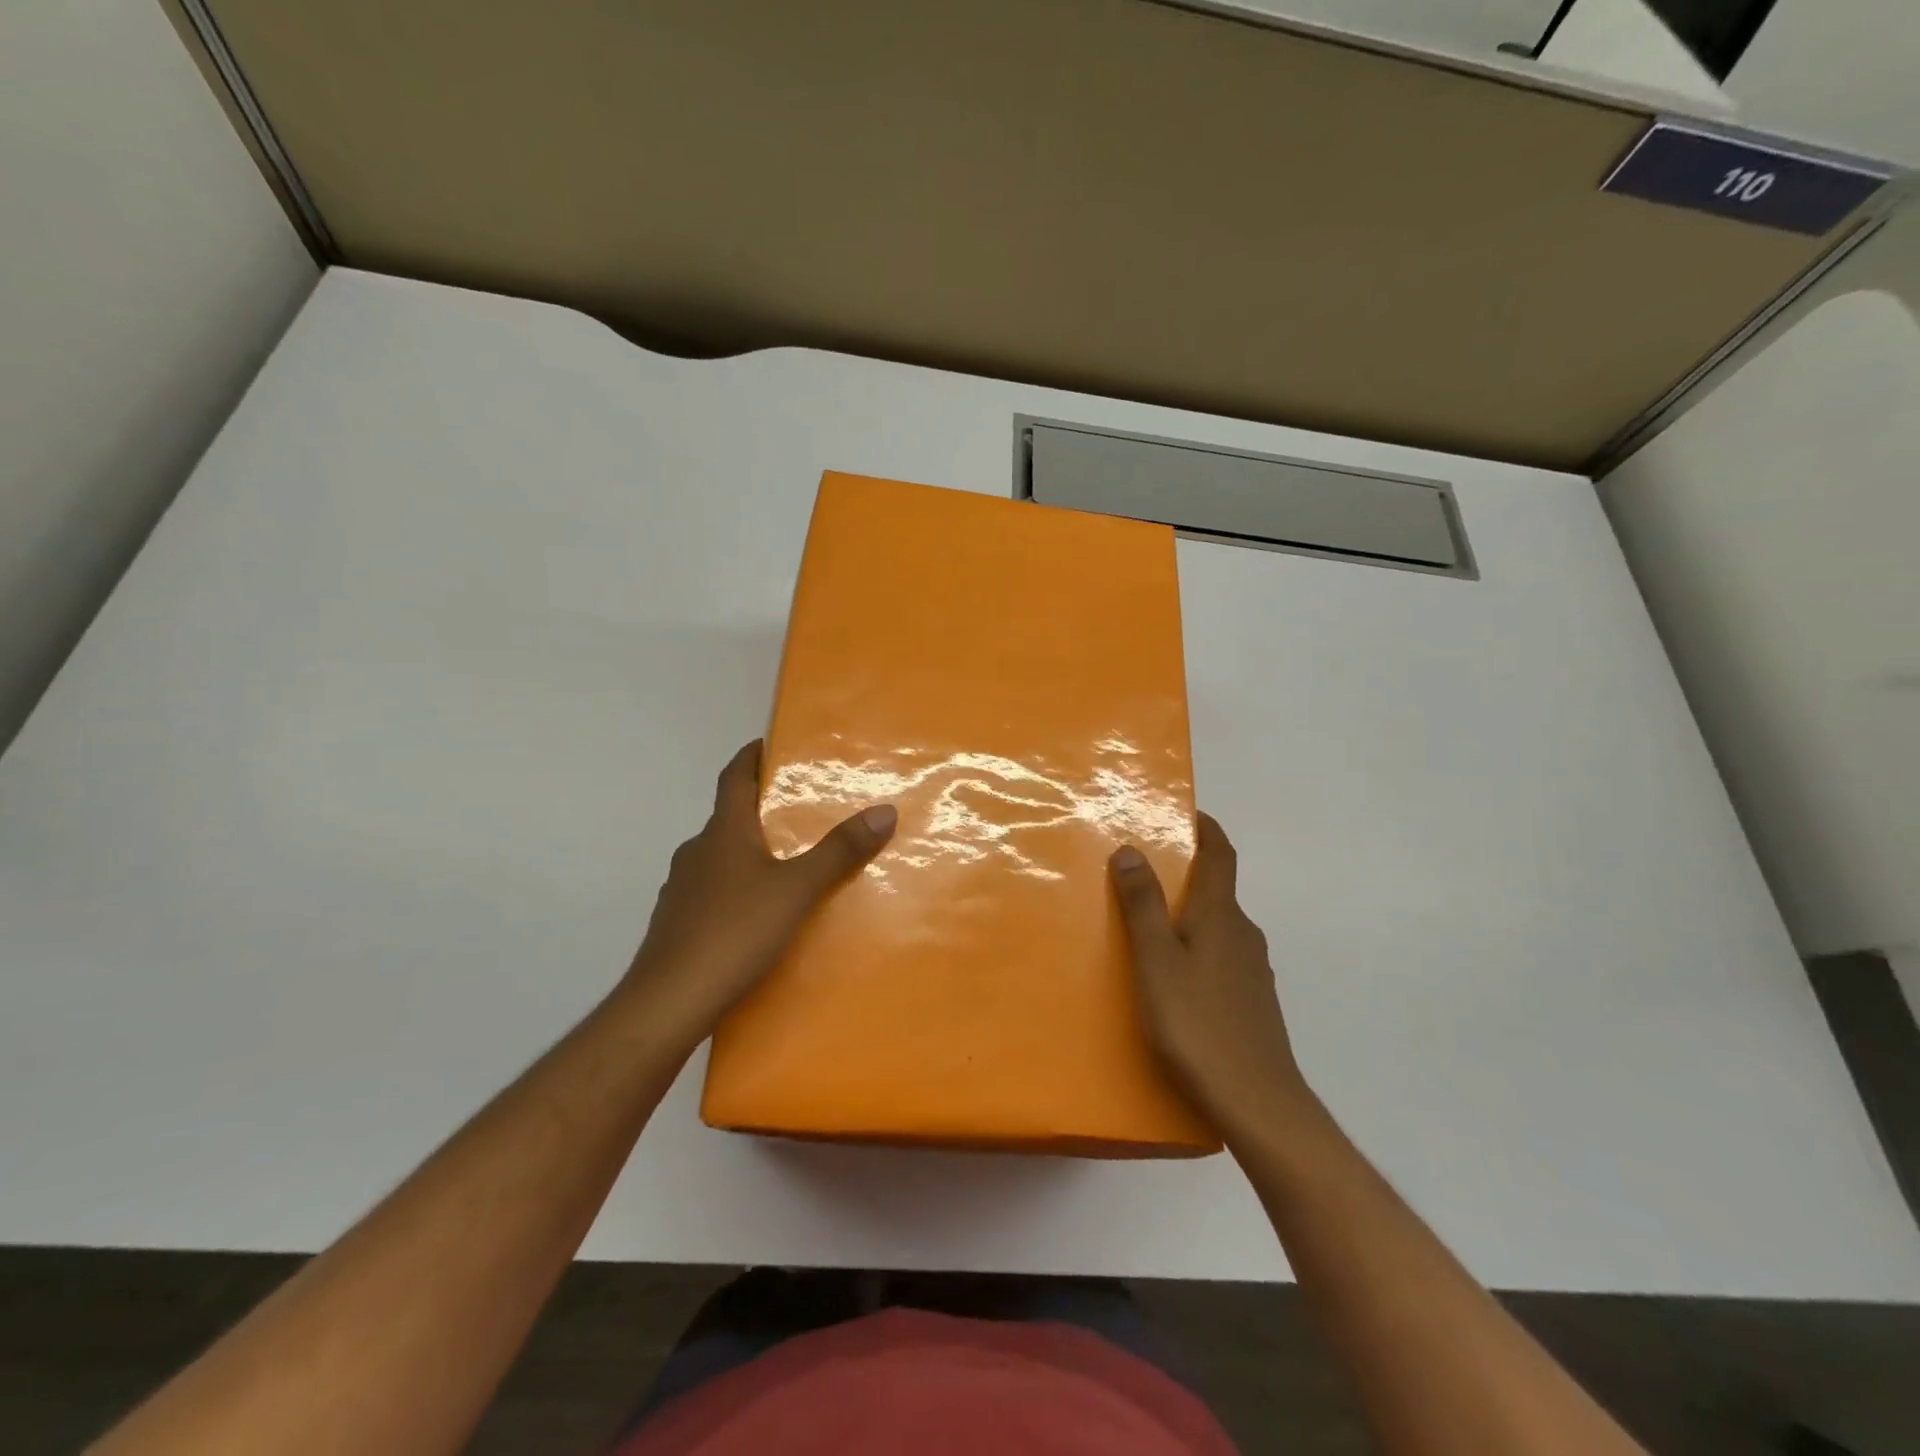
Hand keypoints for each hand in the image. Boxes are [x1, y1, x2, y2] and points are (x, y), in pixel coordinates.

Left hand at [621, 741, 895, 1049]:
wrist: (669, 1001)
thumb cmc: (735, 931)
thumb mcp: (798, 889)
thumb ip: (840, 851)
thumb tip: (884, 810)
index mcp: (723, 832)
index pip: (733, 777)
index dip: (750, 757)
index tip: (768, 744)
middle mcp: (697, 851)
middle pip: (729, 817)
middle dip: (759, 810)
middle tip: (798, 812)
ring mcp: (681, 888)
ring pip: (720, 857)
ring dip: (748, 852)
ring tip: (785, 865)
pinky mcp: (676, 923)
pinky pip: (712, 891)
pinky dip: (735, 888)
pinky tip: (757, 914)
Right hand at [1109, 813, 1308, 1137]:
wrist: (1258, 1103)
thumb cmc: (1198, 1024)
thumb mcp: (1156, 961)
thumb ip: (1143, 905)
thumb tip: (1131, 849)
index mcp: (1221, 916)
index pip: (1221, 855)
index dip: (1207, 829)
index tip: (1186, 813)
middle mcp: (1243, 934)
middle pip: (1217, 890)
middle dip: (1186, 874)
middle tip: (1143, 874)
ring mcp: (1253, 970)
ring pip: (1218, 927)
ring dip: (1190, 915)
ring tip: (1149, 927)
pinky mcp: (1253, 1002)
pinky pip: (1221, 957)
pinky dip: (1197, 948)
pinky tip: (1174, 979)